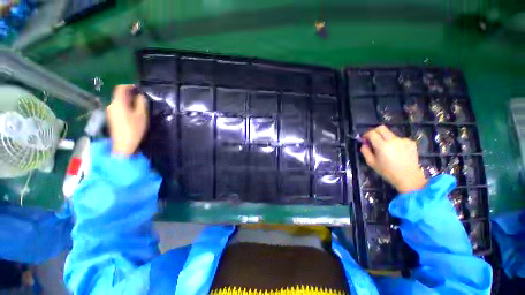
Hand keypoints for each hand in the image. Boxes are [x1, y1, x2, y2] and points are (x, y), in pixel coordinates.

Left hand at [107, 85, 147, 155]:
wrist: (123, 145)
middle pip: (119, 94)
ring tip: (139, 103)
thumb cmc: (134, 129)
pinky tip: (134, 110)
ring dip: (128, 100)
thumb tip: (140, 96)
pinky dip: (126, 105)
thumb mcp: (141, 115)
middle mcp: (111, 105)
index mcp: (118, 103)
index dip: (129, 85)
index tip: (139, 87)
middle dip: (130, 93)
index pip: (121, 88)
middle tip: (142, 96)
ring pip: (119, 101)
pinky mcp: (112, 117)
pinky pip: (119, 107)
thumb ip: (141, 103)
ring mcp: (111, 111)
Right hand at [360, 125, 426, 192]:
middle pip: (381, 128)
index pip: (372, 133)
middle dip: (374, 132)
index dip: (366, 134)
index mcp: (382, 145)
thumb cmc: (387, 172)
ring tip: (386, 149)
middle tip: (372, 139)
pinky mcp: (411, 142)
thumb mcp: (371, 163)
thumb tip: (364, 144)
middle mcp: (393, 140)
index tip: (365, 139)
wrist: (409, 178)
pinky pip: (399, 139)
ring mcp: (403, 140)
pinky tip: (396, 151)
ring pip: (390, 134)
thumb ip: (365, 151)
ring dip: (385, 138)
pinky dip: (395, 143)